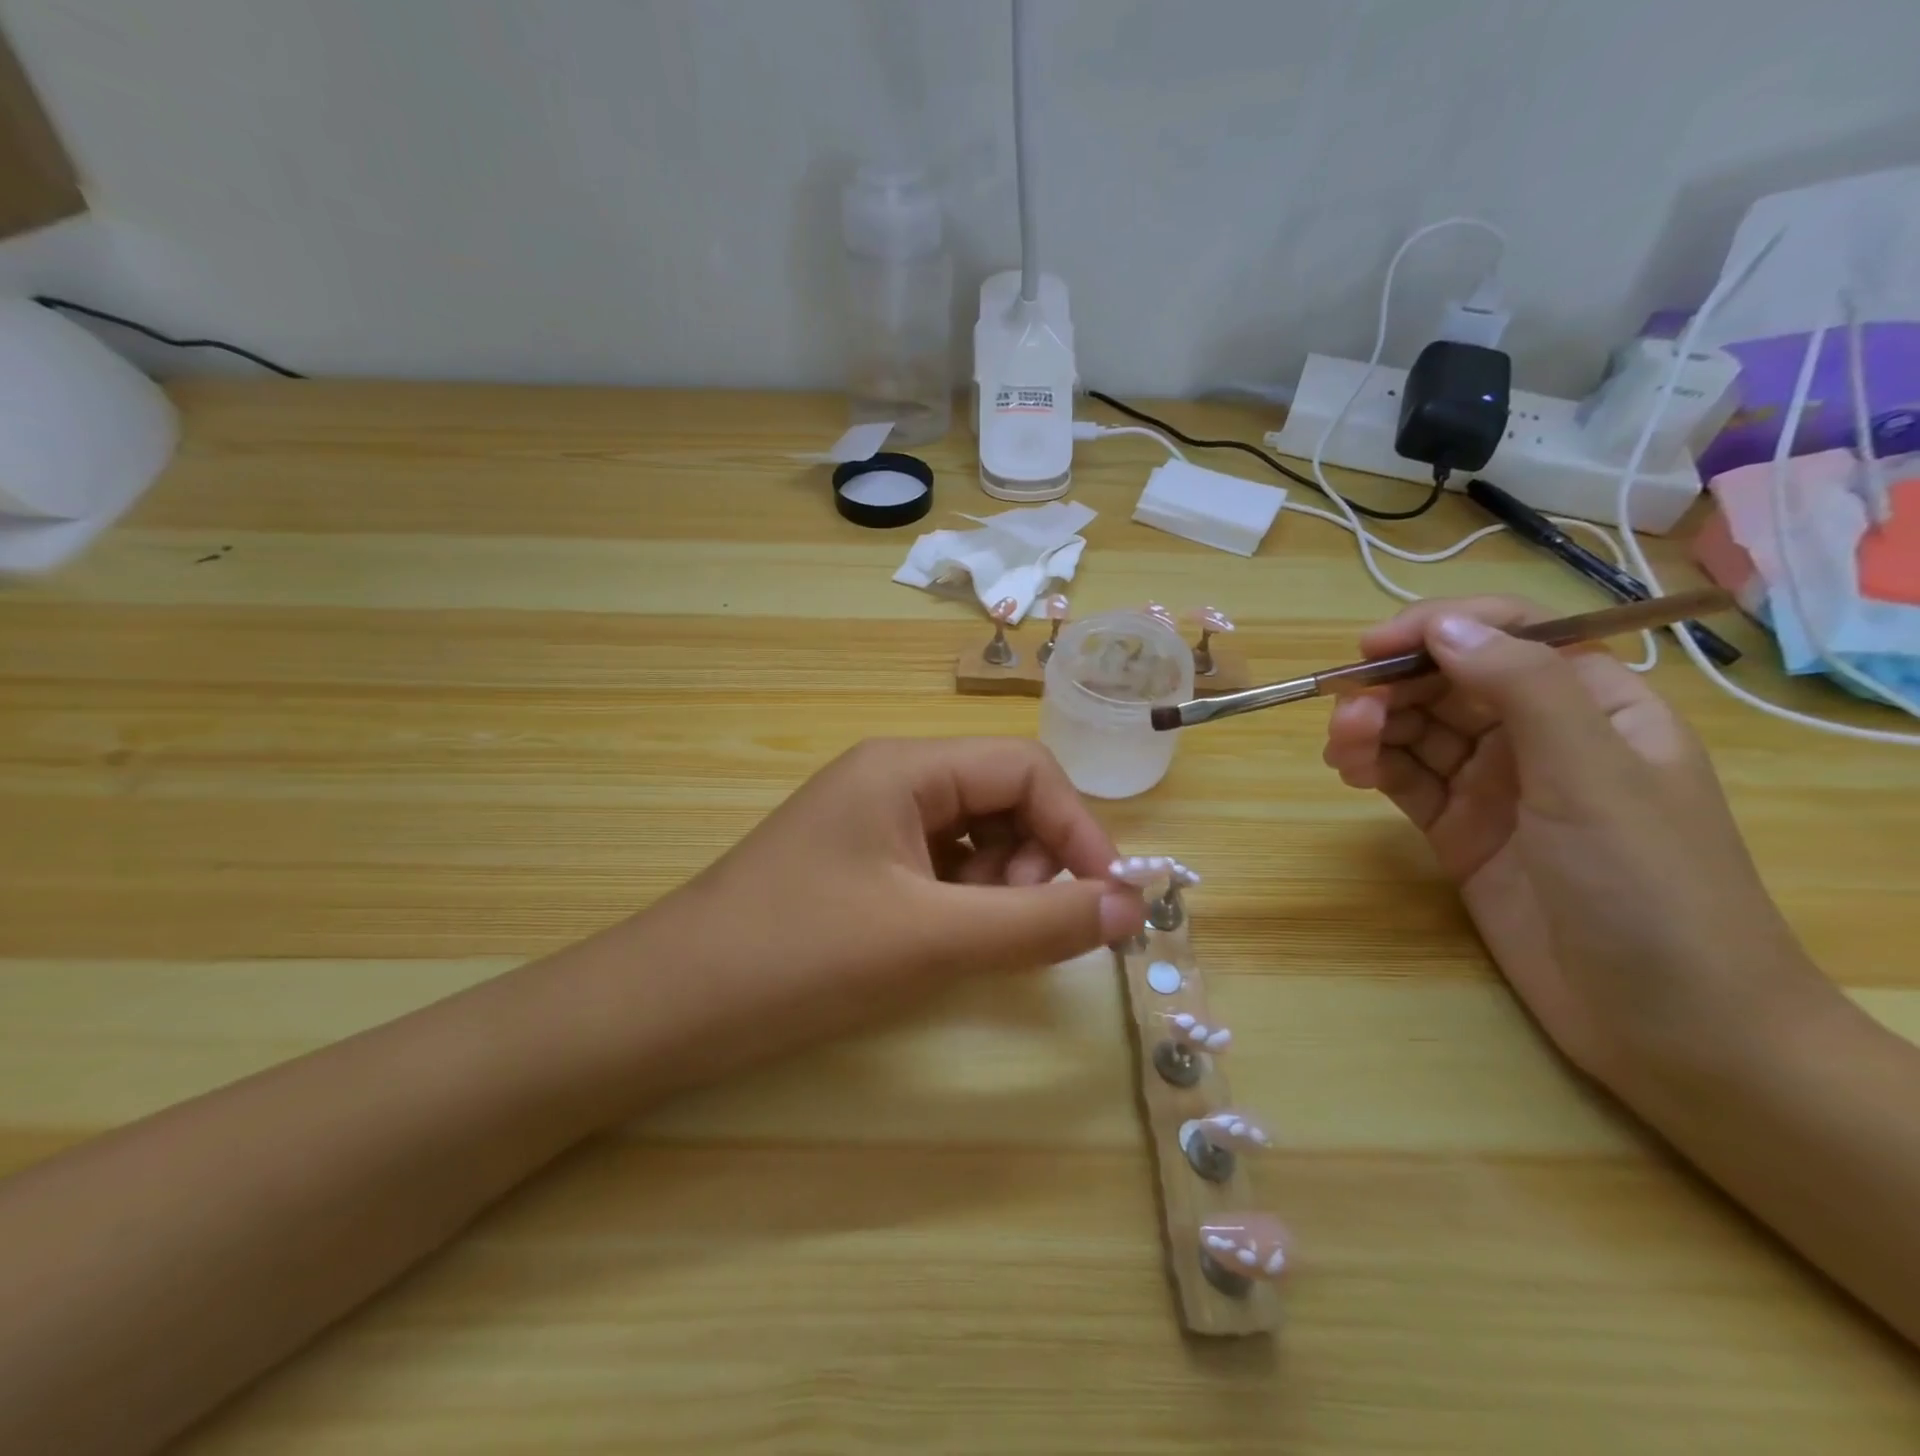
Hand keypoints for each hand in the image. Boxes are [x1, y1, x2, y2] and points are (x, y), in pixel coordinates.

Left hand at [627, 737, 1147, 1078]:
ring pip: (973, 836)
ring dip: (1001, 884)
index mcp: (905, 767)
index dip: (1076, 828)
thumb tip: (1133, 907)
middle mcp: (891, 779)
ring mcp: (871, 822)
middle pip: (1001, 798)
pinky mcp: (858, 864)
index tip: (1106, 901)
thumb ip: (1038, 923)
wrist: (667, 1007)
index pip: (1025, 769)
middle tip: (1024, 927)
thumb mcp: (930, 940)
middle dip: (1034, 859)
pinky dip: (964, 901)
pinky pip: (938, 867)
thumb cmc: (799, 958)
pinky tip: (948, 942)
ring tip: (979, 940)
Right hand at [1321, 597, 1829, 1091]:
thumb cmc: (1649, 885)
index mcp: (1593, 704)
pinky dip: (1373, 766)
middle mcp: (1539, 736)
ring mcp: (1496, 786)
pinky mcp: (1459, 830)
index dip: (1440, 629)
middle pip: (1448, 683)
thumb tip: (1443, 626)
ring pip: (1417, 731)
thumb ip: (1521, 689)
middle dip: (1393, 688)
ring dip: (1372, 727)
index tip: (1373, 649)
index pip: (1509, 636)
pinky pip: (1405, 779)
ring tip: (1340, 750)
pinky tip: (1351, 770)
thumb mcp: (1592, 775)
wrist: (1666, 1022)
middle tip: (1346, 715)